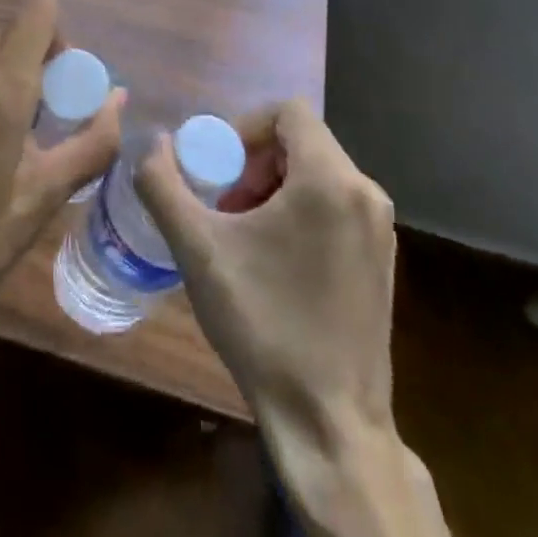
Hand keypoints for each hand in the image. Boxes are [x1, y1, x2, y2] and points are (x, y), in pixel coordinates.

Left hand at [0, 0, 123, 376]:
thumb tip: (118, 97)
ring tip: (8, 154)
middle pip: (17, 42)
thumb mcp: (44, 197)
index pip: (37, 6)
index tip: (65, 82)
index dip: (60, 34)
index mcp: (0, 84)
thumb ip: (92, 142)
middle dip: (40, 74)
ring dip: (9, 91)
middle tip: (45, 134)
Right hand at [137, 98, 448, 536]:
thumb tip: (153, 144)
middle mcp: (366, 193)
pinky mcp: (384, 261)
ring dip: (276, 186)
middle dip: (256, 161)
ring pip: (319, 174)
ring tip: (245, 233)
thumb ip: (163, 184)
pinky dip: (302, 211)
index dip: (245, 127)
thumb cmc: (264, 325)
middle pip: (302, 141)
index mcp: (330, 180)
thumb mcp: (197, 249)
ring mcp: (381, 230)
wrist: (330, 424)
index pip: (288, 111)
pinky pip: (338, 205)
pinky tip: (276, 261)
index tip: (220, 168)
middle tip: (226, 203)